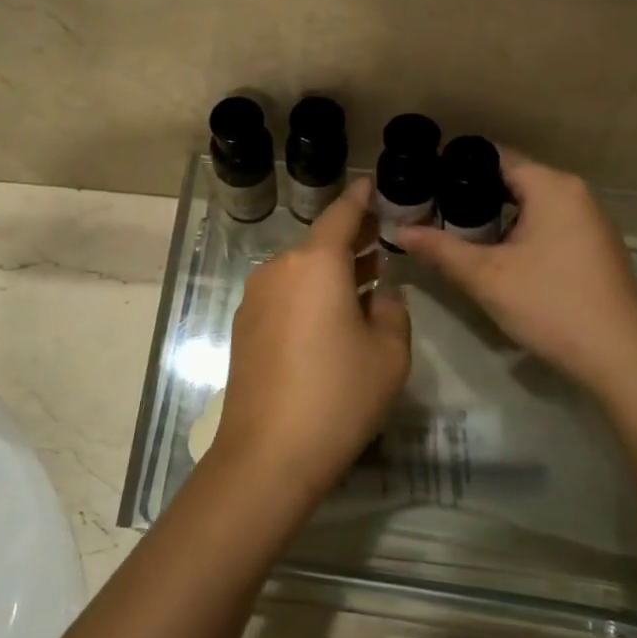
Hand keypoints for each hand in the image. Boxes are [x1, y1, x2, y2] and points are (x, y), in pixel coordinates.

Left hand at [207, 178, 411, 498]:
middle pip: (319, 244)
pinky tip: (331, 316)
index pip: (342, 214)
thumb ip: (392, 311)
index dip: (361, 198)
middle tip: (382, 241)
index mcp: (316, 263)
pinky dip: (310, 294)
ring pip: (301, 271)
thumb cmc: (339, 395)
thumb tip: (379, 294)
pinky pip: (284, 296)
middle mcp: (279, 270)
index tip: (373, 185)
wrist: (269, 453)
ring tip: (365, 277)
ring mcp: (255, 299)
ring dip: (332, 271)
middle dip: (352, 240)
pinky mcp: (244, 327)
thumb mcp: (388, 353)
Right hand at [398, 153, 636, 393]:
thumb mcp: (486, 277)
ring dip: (495, 217)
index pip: (495, 157)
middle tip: (431, 211)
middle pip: (513, 180)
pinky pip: (548, 225)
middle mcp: (575, 193)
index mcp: (551, 186)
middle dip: (471, 195)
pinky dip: (520, 233)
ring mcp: (590, 221)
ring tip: (455, 234)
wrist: (619, 355)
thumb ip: (440, 249)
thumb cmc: (549, 304)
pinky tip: (497, 257)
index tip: (422, 180)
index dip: (454, 166)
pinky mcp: (595, 247)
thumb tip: (400, 231)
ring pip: (531, 205)